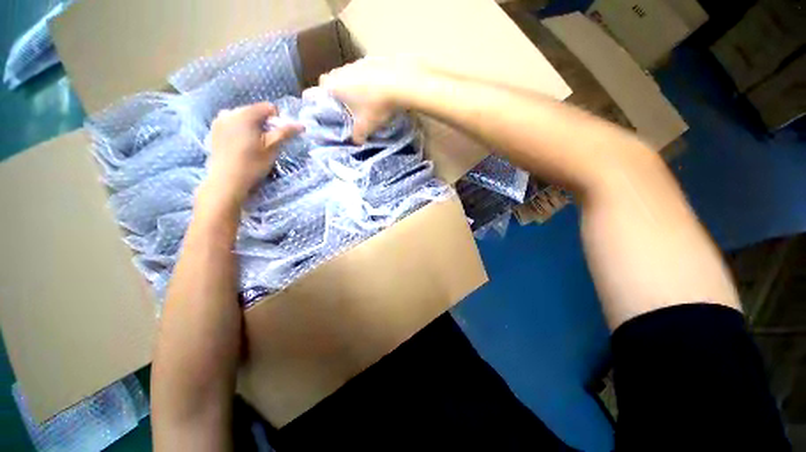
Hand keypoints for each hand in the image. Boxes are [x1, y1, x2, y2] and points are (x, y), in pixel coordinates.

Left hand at [204, 102, 302, 205]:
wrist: (226, 180)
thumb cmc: (253, 163)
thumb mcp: (272, 147)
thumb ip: (286, 133)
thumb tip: (302, 125)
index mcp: (245, 114)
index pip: (269, 107)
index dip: (277, 121)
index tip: (277, 136)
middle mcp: (230, 112)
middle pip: (255, 111)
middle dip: (264, 124)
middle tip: (266, 143)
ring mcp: (219, 121)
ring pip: (243, 117)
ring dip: (252, 127)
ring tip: (253, 145)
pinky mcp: (214, 130)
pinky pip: (233, 124)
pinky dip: (241, 131)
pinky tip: (241, 146)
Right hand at [315, 57, 428, 143]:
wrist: (401, 82)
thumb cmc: (376, 105)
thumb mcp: (366, 126)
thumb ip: (357, 136)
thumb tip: (355, 141)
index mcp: (332, 86)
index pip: (313, 92)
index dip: (317, 104)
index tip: (326, 113)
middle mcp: (339, 71)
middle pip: (329, 83)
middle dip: (334, 96)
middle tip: (344, 110)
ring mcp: (355, 63)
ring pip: (345, 76)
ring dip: (350, 87)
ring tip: (363, 102)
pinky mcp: (370, 60)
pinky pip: (360, 72)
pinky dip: (364, 81)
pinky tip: (376, 92)